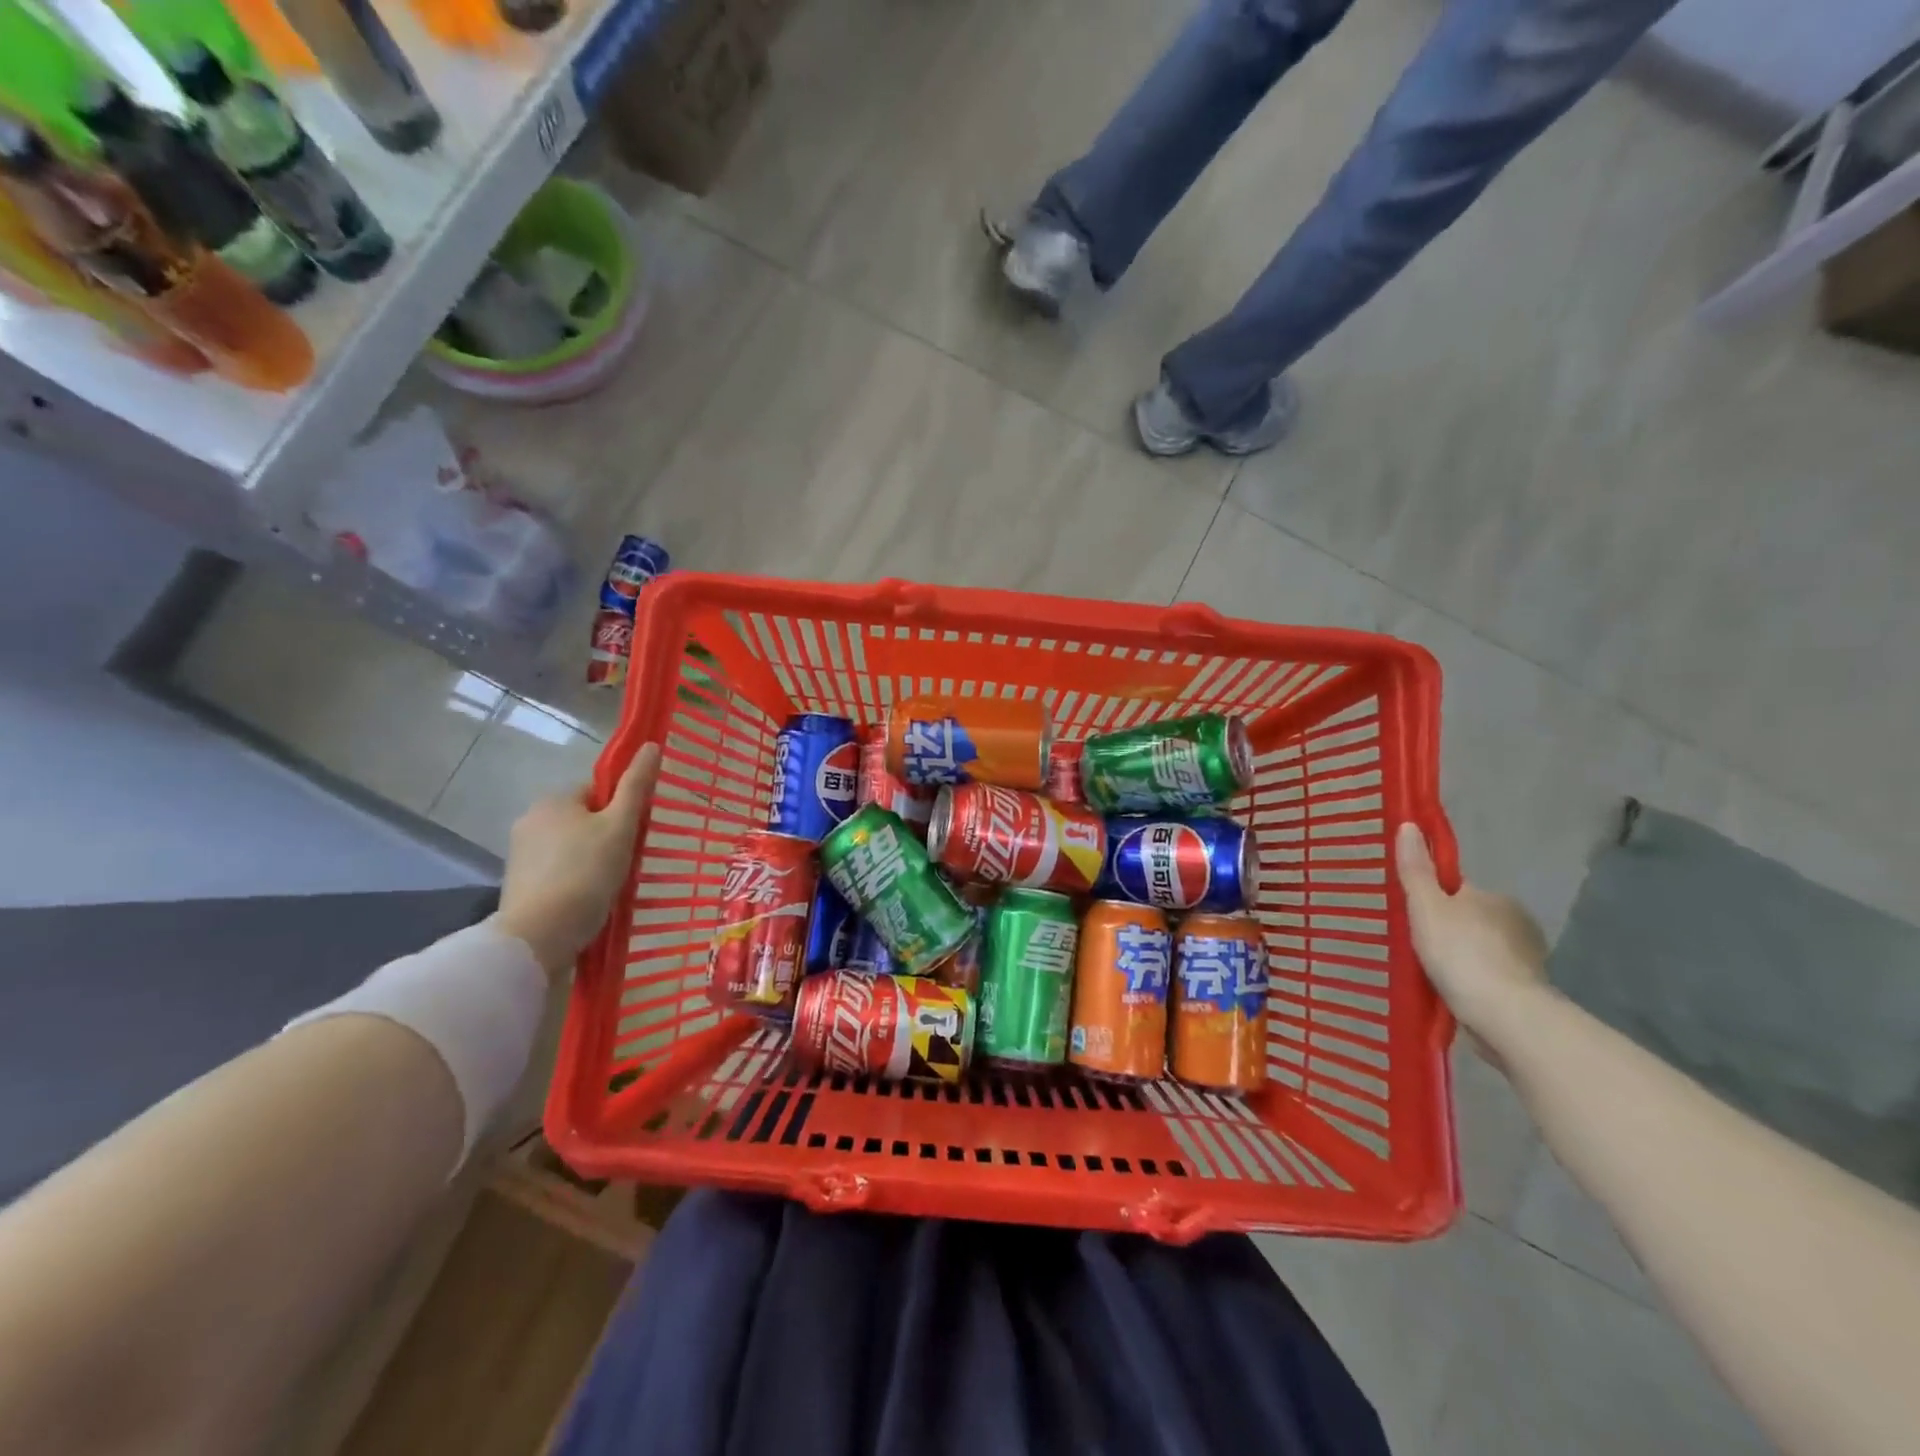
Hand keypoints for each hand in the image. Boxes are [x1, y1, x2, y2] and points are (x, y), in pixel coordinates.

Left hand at [491, 744, 660, 978]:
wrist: (539, 935)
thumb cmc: (586, 873)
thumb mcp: (620, 826)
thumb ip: (636, 786)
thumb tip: (651, 746)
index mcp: (554, 799)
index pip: (598, 790)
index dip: (622, 808)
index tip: (637, 833)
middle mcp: (531, 819)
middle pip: (584, 819)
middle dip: (607, 836)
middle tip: (630, 860)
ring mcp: (521, 854)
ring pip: (571, 846)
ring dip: (592, 859)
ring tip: (613, 884)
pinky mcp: (519, 884)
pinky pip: (558, 871)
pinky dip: (576, 880)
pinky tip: (591, 898)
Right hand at [1395, 822, 1551, 1059]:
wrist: (1506, 1016)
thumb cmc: (1461, 953)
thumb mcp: (1427, 907)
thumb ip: (1417, 870)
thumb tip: (1409, 824)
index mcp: (1493, 897)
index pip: (1457, 889)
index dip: (1433, 897)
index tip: (1412, 914)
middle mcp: (1516, 922)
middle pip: (1470, 917)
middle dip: (1449, 929)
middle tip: (1416, 946)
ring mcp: (1526, 958)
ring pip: (1482, 948)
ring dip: (1463, 957)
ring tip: (1433, 973)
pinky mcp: (1528, 990)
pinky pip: (1491, 976)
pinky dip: (1475, 981)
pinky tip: (1455, 993)